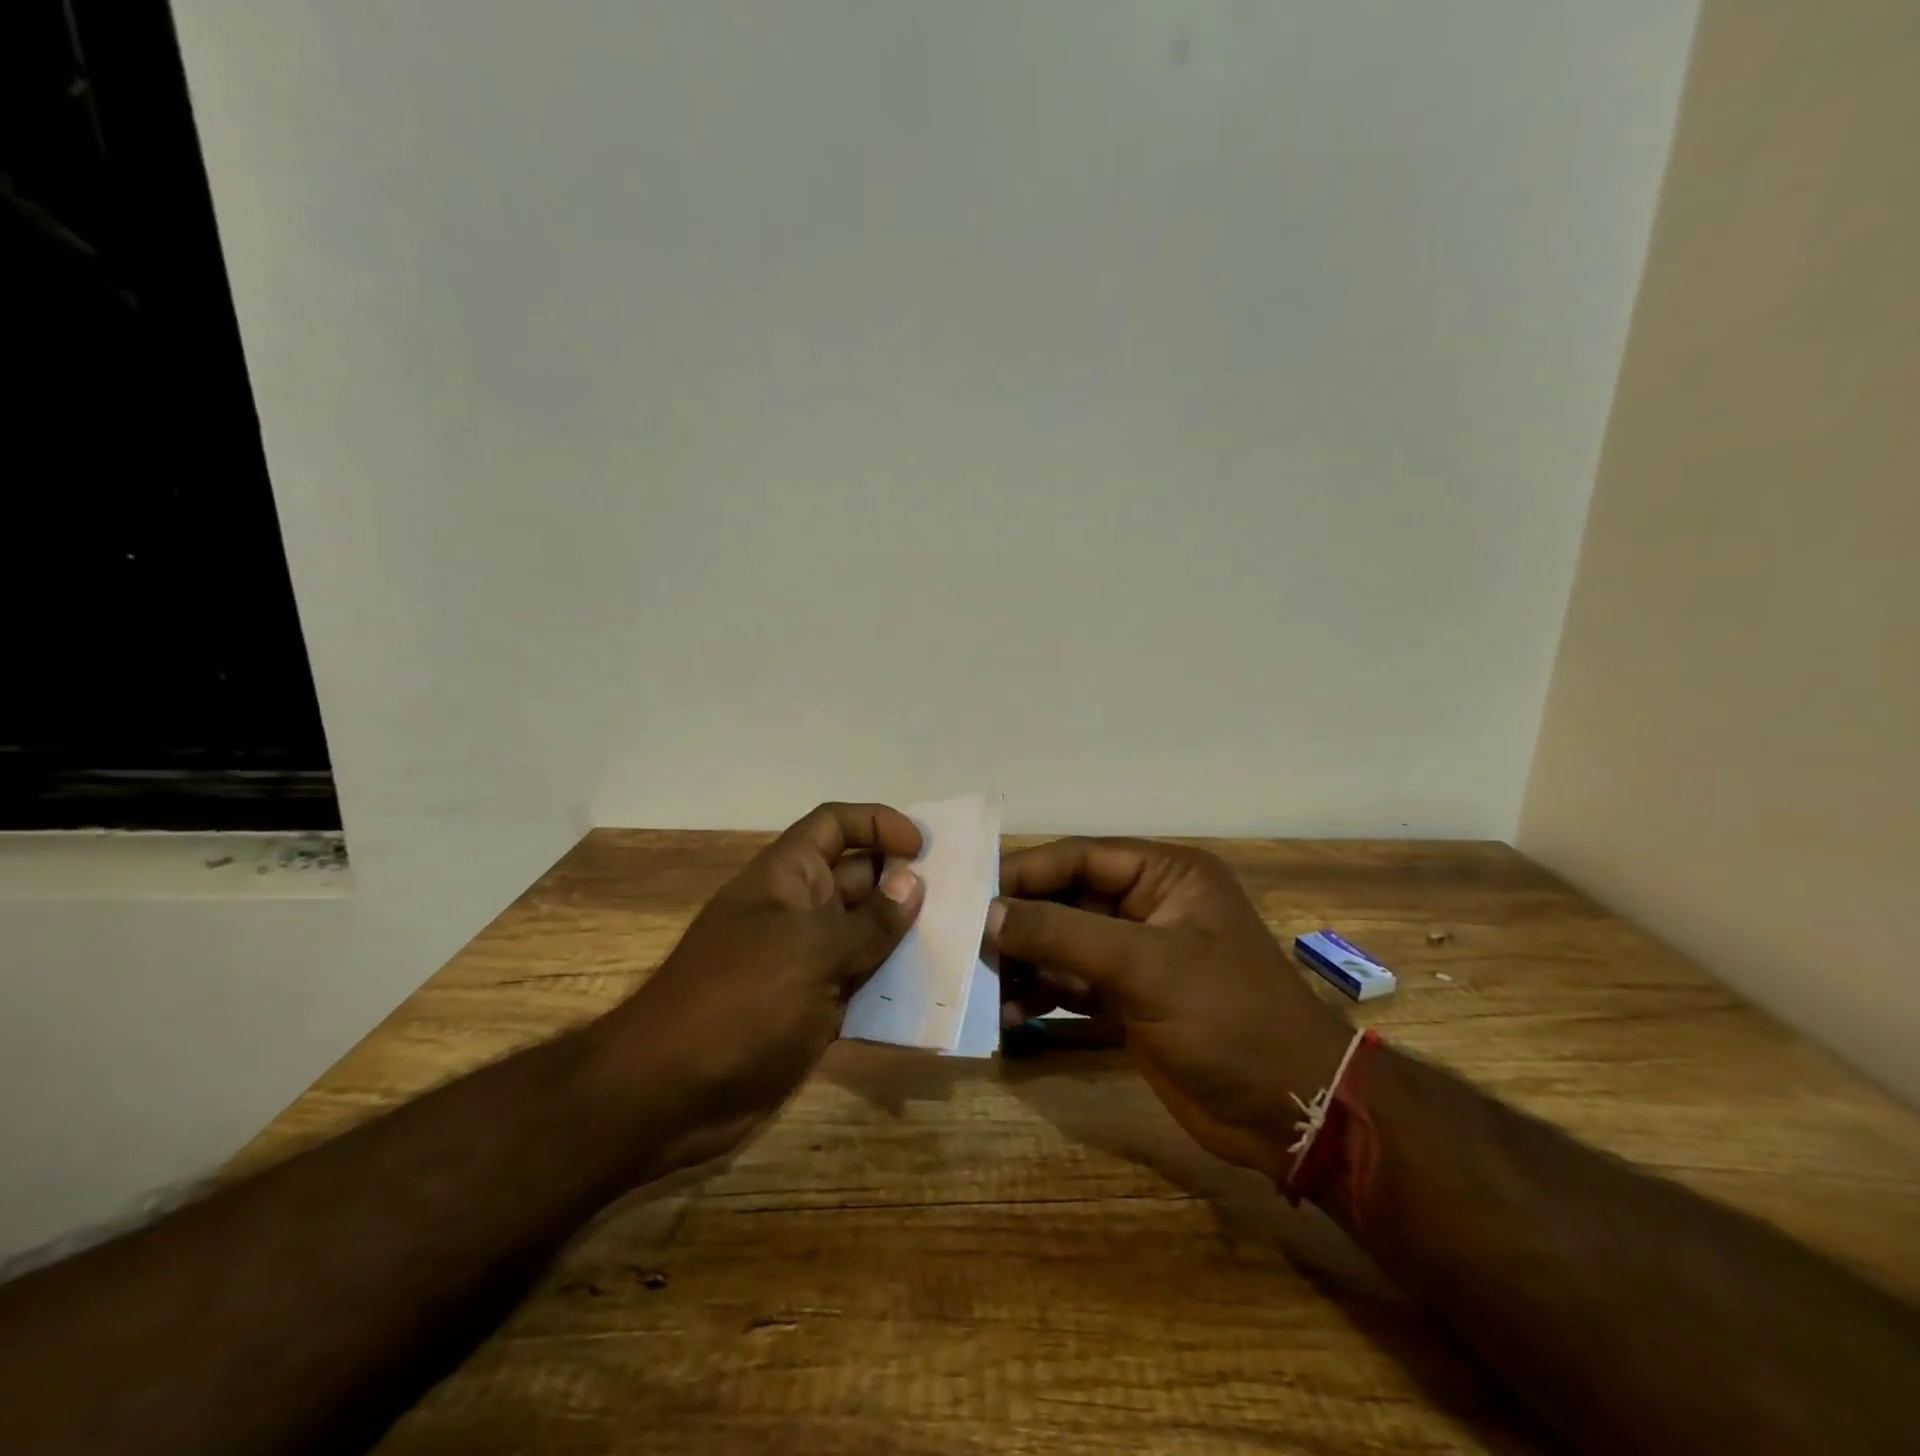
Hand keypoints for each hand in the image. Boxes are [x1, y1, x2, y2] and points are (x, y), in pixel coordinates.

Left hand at [597, 802, 924, 1172]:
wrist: (669, 1094)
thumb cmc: (738, 1001)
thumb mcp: (809, 951)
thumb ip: (868, 920)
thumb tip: (913, 884)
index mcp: (788, 877)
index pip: (834, 825)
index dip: (877, 823)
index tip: (922, 848)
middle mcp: (799, 910)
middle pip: (860, 878)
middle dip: (906, 883)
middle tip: (961, 898)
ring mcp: (807, 961)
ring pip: (867, 933)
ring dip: (907, 936)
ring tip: (960, 941)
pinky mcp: (814, 1008)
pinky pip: (863, 982)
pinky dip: (894, 984)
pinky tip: (933, 993)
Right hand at [990, 838, 1350, 1179]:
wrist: (1289, 1111)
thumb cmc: (1226, 1017)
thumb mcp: (1144, 966)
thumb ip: (1062, 934)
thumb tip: (988, 915)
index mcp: (1166, 875)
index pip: (1081, 857)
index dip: (1026, 872)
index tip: (971, 893)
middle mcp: (1149, 906)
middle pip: (1067, 901)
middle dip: (1020, 924)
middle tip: (966, 943)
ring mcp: (1138, 956)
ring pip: (1064, 946)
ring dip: (1026, 965)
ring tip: (983, 986)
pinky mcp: (1130, 1001)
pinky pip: (1073, 986)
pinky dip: (1043, 997)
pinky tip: (1010, 1016)